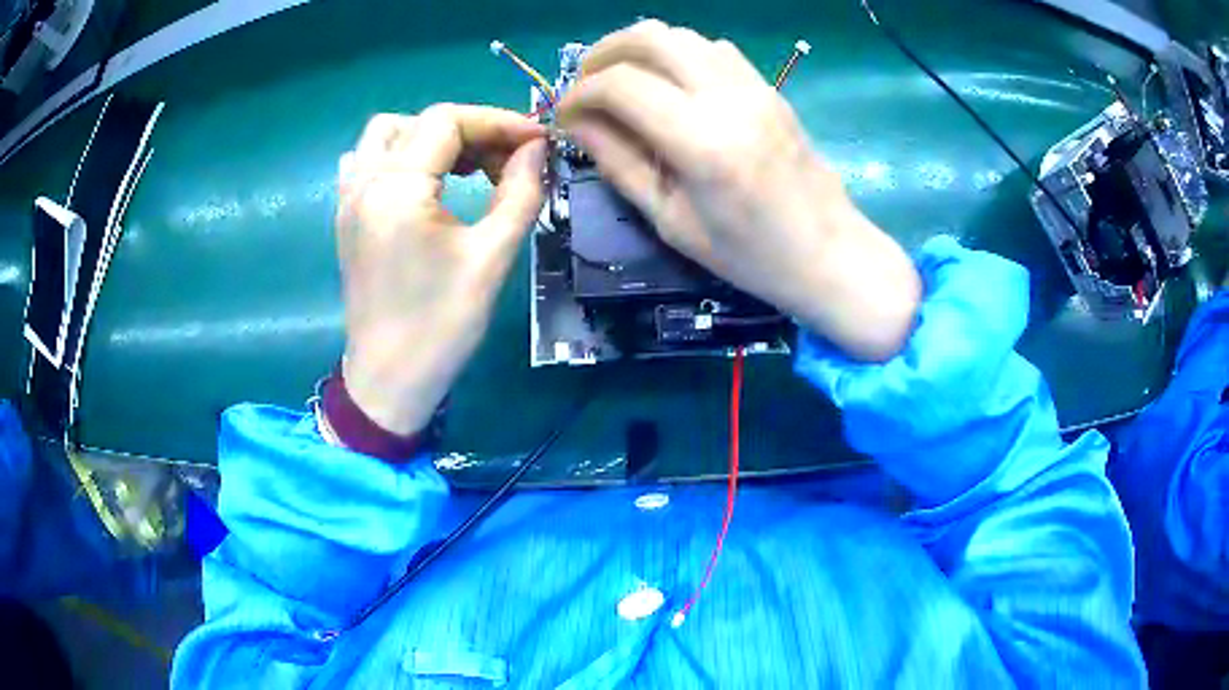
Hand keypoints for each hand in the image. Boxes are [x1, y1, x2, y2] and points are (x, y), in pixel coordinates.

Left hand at [337, 105, 545, 434]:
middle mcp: (363, 181)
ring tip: (467, 167)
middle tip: (507, 160)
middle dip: (470, 130)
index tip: (538, 142)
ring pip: (387, 134)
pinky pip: (367, 161)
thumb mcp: (491, 258)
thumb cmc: (441, 325)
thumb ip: (520, 191)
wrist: (389, 380)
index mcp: (395, 188)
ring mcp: (348, 198)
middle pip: (418, 121)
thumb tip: (537, 149)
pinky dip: (400, 156)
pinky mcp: (346, 217)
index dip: (498, 121)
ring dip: (431, 137)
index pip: (446, 121)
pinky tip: (424, 182)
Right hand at [557, 21, 920, 360]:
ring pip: (681, 35)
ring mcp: (754, 86)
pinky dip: (676, 53)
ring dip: (638, 48)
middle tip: (584, 86)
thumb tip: (575, 123)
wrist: (829, 252)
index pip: (620, 84)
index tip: (563, 115)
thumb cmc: (749, 255)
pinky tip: (667, 84)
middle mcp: (728, 97)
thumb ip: (619, 162)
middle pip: (650, 37)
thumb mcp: (671, 220)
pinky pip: (711, 49)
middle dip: (602, 54)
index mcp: (701, 140)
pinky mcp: (768, 87)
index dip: (579, 93)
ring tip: (618, 82)